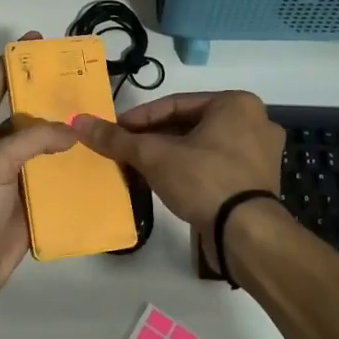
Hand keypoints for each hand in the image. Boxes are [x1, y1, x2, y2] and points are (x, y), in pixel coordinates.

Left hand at [0, 32, 74, 308]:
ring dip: (65, 133)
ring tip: (98, 116)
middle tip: (82, 81)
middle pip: (24, 113)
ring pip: (42, 145)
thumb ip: (33, 138)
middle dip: (49, 97)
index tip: (39, 41)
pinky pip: (53, 178)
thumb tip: (70, 131)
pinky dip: (72, 168)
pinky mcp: (27, 200)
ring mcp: (10, 174)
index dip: (14, 61)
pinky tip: (98, 158)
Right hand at [69, 91, 284, 269]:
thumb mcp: (154, 156)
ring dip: (167, 156)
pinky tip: (161, 183)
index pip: (174, 104)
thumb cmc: (204, 179)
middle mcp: (253, 122)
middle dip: (152, 139)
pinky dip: (187, 171)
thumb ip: (117, 139)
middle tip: (123, 150)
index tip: (114, 132)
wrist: (246, 234)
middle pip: (187, 125)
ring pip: (200, 147)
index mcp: (236, 104)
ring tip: (136, 168)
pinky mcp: (256, 183)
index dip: (138, 119)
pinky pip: (213, 166)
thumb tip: (79, 121)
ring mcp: (259, 154)